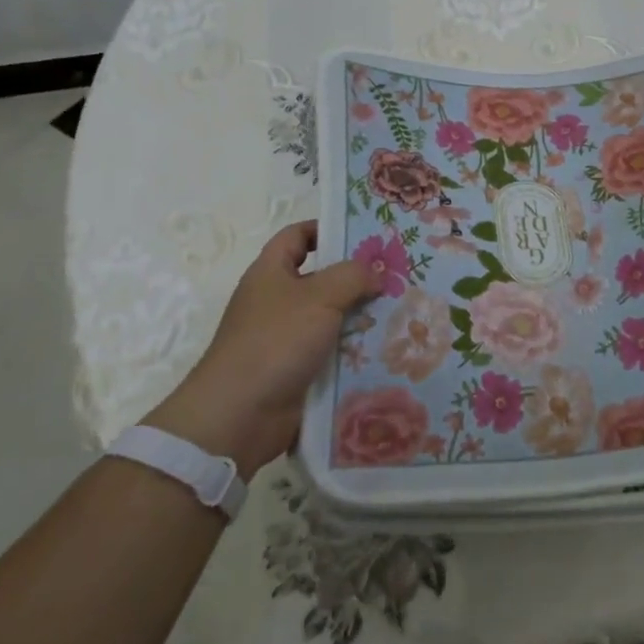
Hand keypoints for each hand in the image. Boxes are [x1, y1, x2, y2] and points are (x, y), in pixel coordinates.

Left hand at [145, 221, 378, 476]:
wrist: (240, 415)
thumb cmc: (275, 341)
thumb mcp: (319, 296)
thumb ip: (352, 276)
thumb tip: (375, 274)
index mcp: (271, 272)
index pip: (297, 236)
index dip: (326, 229)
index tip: (364, 233)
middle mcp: (278, 300)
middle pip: (322, 278)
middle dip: (357, 277)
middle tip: (397, 274)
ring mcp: (287, 337)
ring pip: (332, 317)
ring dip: (362, 316)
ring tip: (403, 311)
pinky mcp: (298, 369)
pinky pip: (333, 351)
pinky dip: (356, 350)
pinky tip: (387, 348)